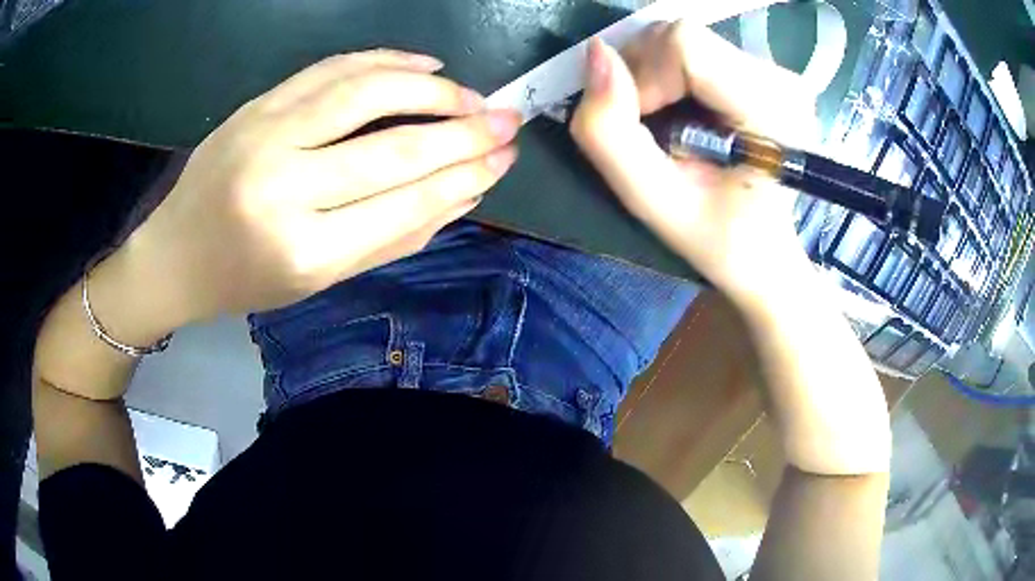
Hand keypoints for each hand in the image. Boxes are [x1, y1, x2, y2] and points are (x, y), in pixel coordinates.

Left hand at [92, 49, 520, 340]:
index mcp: (305, 252)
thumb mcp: (321, 280)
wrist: (176, 255)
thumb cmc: (246, 280)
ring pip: (367, 93)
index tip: (505, 157)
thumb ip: (394, 238)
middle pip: (394, 148)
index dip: (465, 176)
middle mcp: (284, 189)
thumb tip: (465, 195)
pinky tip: (424, 64)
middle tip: (508, 121)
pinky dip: (384, 59)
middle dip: (464, 132)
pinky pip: (331, 69)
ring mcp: (265, 136)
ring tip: (471, 94)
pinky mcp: (256, 106)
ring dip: (432, 89)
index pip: (405, 203)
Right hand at [570, 24, 819, 302]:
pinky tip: (682, 114)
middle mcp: (781, 79)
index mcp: (771, 110)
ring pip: (681, 38)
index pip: (685, 45)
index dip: (644, 78)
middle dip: (643, 77)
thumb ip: (612, 135)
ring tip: (667, 127)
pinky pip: (692, 48)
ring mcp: (774, 71)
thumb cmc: (721, 242)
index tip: (646, 130)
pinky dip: (667, 75)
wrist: (766, 252)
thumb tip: (594, 54)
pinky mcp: (761, 70)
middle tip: (651, 132)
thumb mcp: (657, 205)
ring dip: (652, 77)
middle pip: (680, 35)